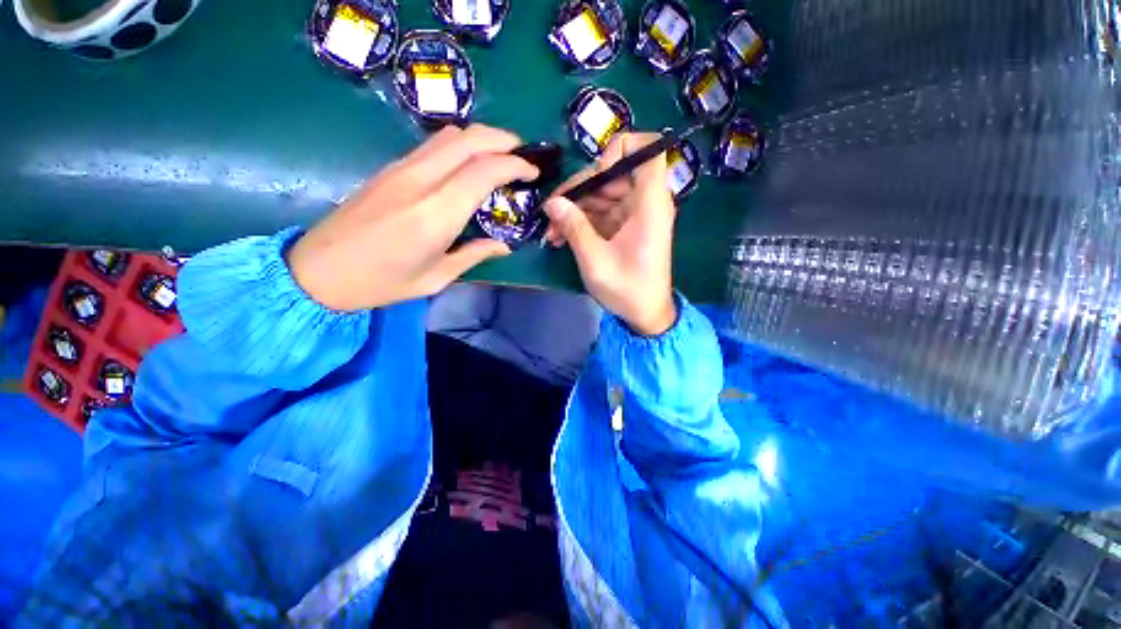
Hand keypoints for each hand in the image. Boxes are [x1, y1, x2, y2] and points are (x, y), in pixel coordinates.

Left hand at [287, 124, 537, 311]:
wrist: (318, 271)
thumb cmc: (381, 283)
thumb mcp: (436, 278)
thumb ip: (473, 255)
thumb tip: (503, 246)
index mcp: (436, 214)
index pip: (484, 170)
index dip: (515, 165)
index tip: (533, 173)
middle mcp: (420, 181)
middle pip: (468, 138)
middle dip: (503, 140)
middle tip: (523, 156)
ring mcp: (401, 170)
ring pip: (449, 136)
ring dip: (481, 139)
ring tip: (500, 157)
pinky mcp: (390, 169)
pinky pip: (432, 146)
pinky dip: (460, 147)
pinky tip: (468, 166)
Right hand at [543, 133, 677, 335]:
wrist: (645, 314)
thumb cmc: (627, 288)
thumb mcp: (595, 259)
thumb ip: (574, 227)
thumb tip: (552, 202)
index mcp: (650, 204)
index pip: (649, 150)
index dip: (620, 149)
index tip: (597, 174)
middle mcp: (646, 202)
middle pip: (613, 173)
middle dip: (580, 189)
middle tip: (552, 212)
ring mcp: (635, 214)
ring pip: (603, 193)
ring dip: (575, 208)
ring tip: (551, 231)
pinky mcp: (626, 226)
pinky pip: (602, 212)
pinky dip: (582, 220)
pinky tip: (561, 236)